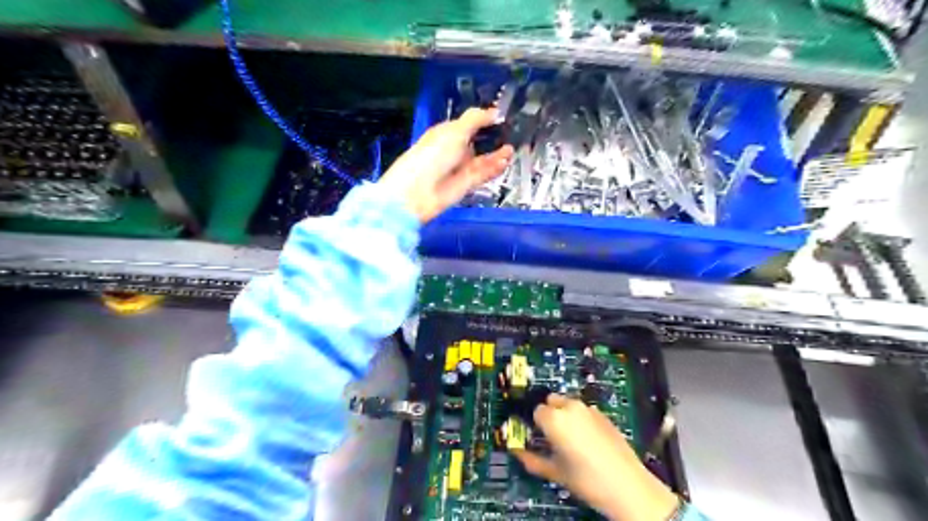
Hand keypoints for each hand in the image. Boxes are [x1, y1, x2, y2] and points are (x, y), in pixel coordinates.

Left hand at [376, 107, 514, 222]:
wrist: (419, 191)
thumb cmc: (433, 154)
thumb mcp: (455, 131)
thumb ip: (476, 120)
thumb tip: (495, 112)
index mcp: (446, 133)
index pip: (468, 124)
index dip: (484, 120)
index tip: (503, 116)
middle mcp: (454, 150)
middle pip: (478, 142)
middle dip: (494, 138)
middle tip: (513, 133)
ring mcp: (460, 168)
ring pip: (483, 160)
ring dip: (497, 154)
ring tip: (512, 149)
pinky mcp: (467, 185)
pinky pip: (483, 174)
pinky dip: (494, 168)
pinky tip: (505, 161)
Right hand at [511, 396, 678, 520]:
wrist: (627, 486)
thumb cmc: (589, 481)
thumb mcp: (554, 472)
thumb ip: (531, 460)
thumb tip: (518, 453)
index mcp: (555, 419)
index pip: (535, 411)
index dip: (535, 424)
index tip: (536, 436)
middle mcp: (571, 408)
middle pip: (551, 401)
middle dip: (549, 415)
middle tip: (551, 437)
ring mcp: (589, 409)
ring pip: (568, 404)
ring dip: (564, 415)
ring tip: (569, 440)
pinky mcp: (603, 415)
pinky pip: (584, 411)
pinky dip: (580, 419)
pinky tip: (586, 440)